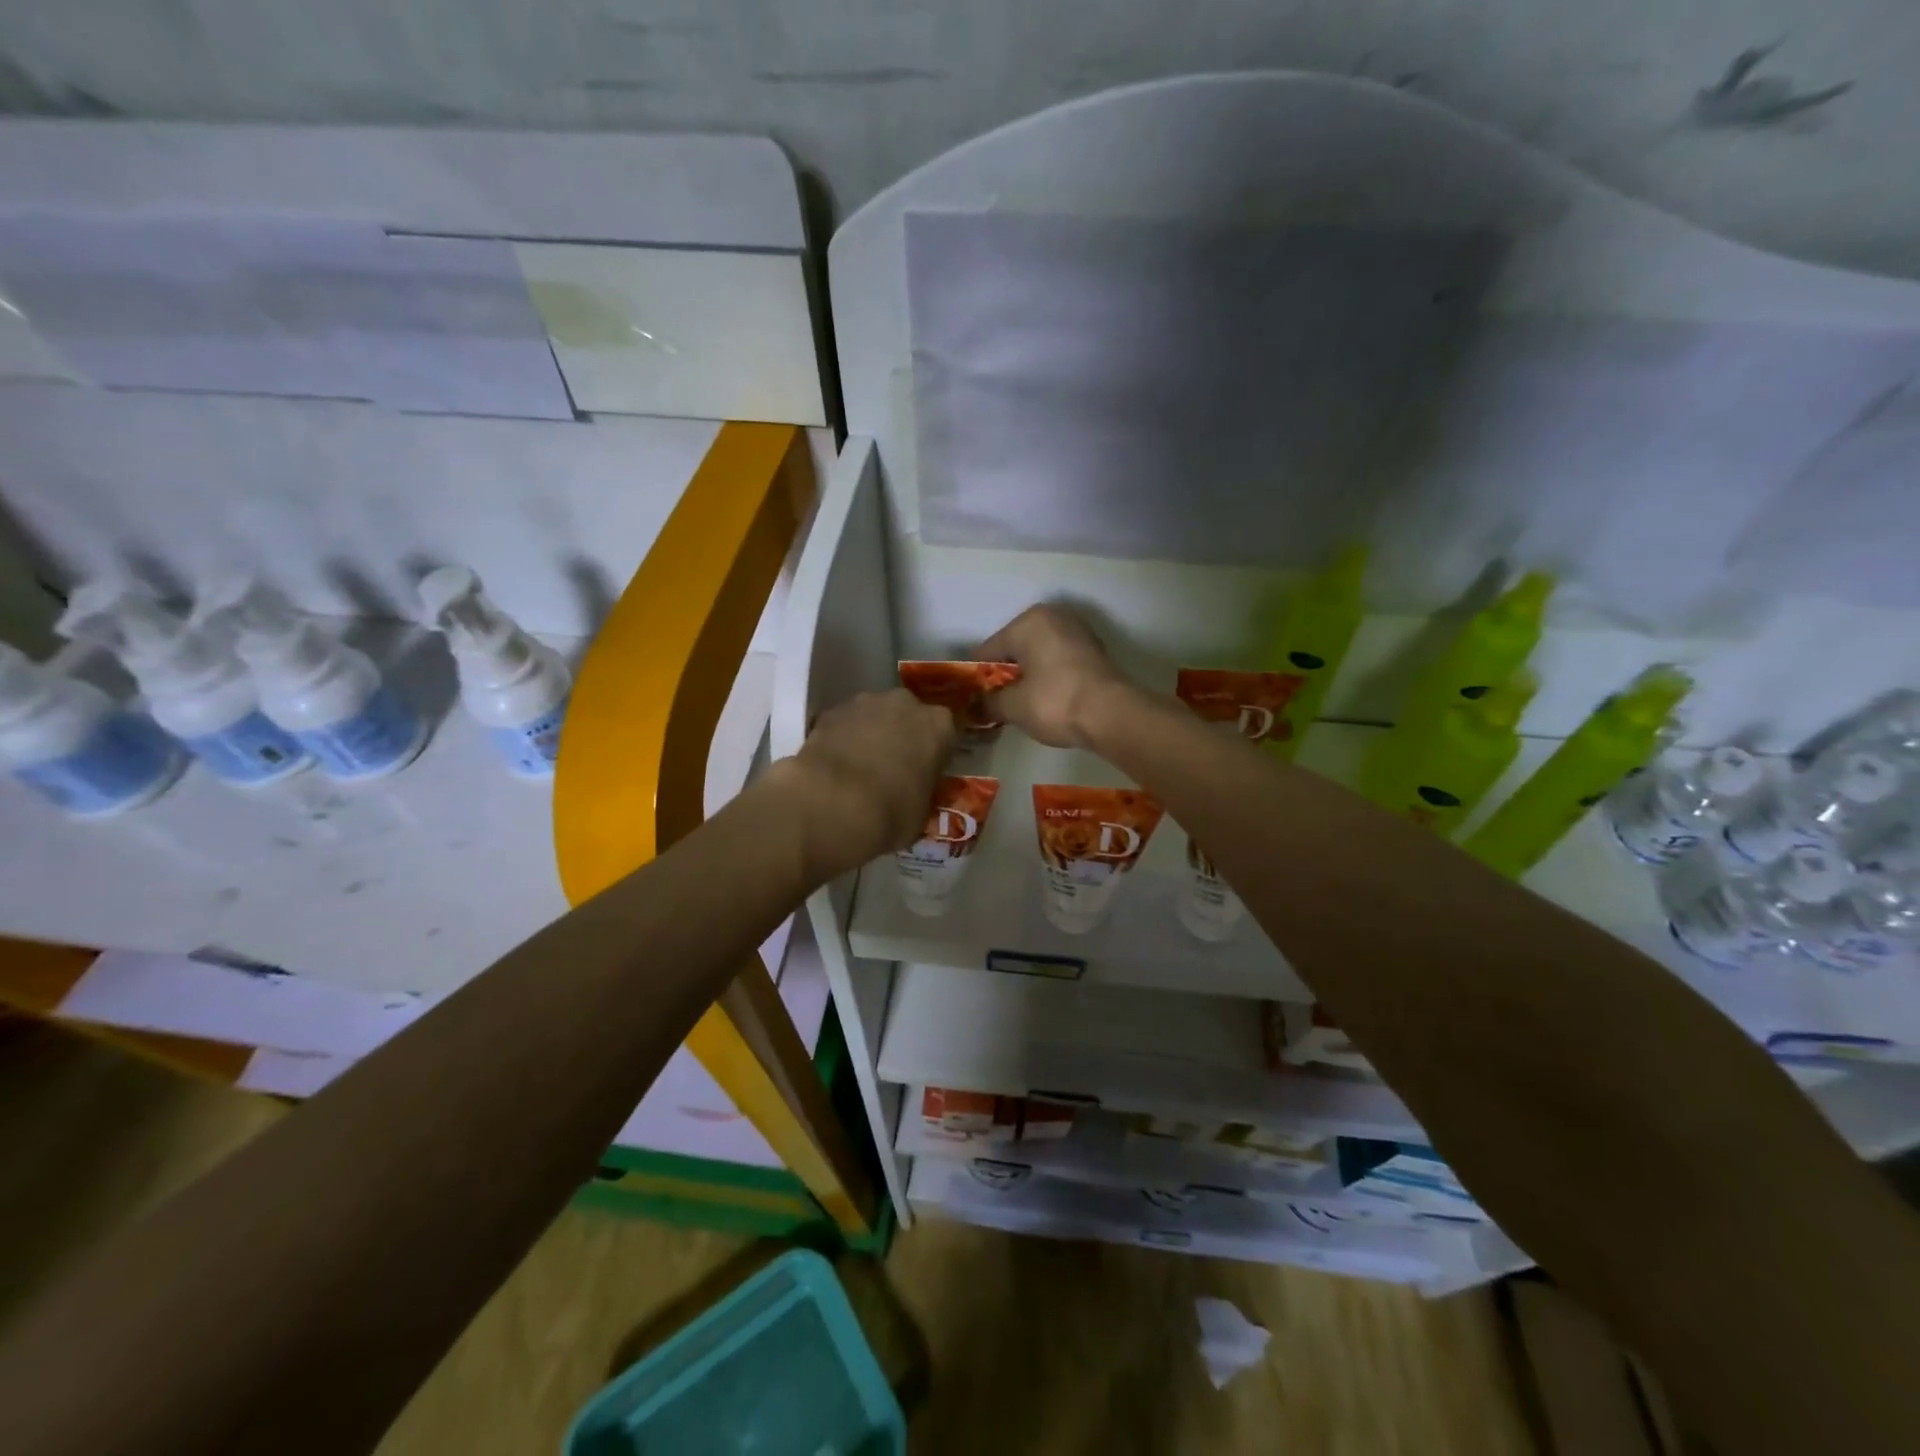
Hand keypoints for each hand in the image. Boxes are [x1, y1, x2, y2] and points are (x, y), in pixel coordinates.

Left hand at [774, 689, 956, 882]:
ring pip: (874, 716)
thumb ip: (923, 792)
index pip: (946, 732)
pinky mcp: (830, 711)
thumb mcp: (922, 813)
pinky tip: (835, 766)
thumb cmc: (890, 813)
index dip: (936, 752)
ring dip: (871, 734)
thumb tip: (914, 794)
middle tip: (893, 768)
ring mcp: (864, 702)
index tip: (927, 771)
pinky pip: (844, 724)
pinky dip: (843, 739)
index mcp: (939, 726)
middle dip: (903, 736)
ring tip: (859, 767)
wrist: (831, 804)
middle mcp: (905, 703)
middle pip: (908, 716)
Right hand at [977, 604, 1138, 748]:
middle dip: (1006, 675)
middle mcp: (1053, 616)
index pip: (989, 650)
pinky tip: (1047, 699)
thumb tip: (973, 707)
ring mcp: (1078, 631)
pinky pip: (1059, 661)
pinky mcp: (1095, 650)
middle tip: (998, 705)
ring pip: (1039, 655)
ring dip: (1029, 676)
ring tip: (1022, 705)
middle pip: (1016, 649)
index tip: (972, 699)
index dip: (978, 677)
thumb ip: (988, 703)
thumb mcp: (1013, 707)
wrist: (1113, 714)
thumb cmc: (1055, 702)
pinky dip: (1050, 676)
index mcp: (1028, 621)